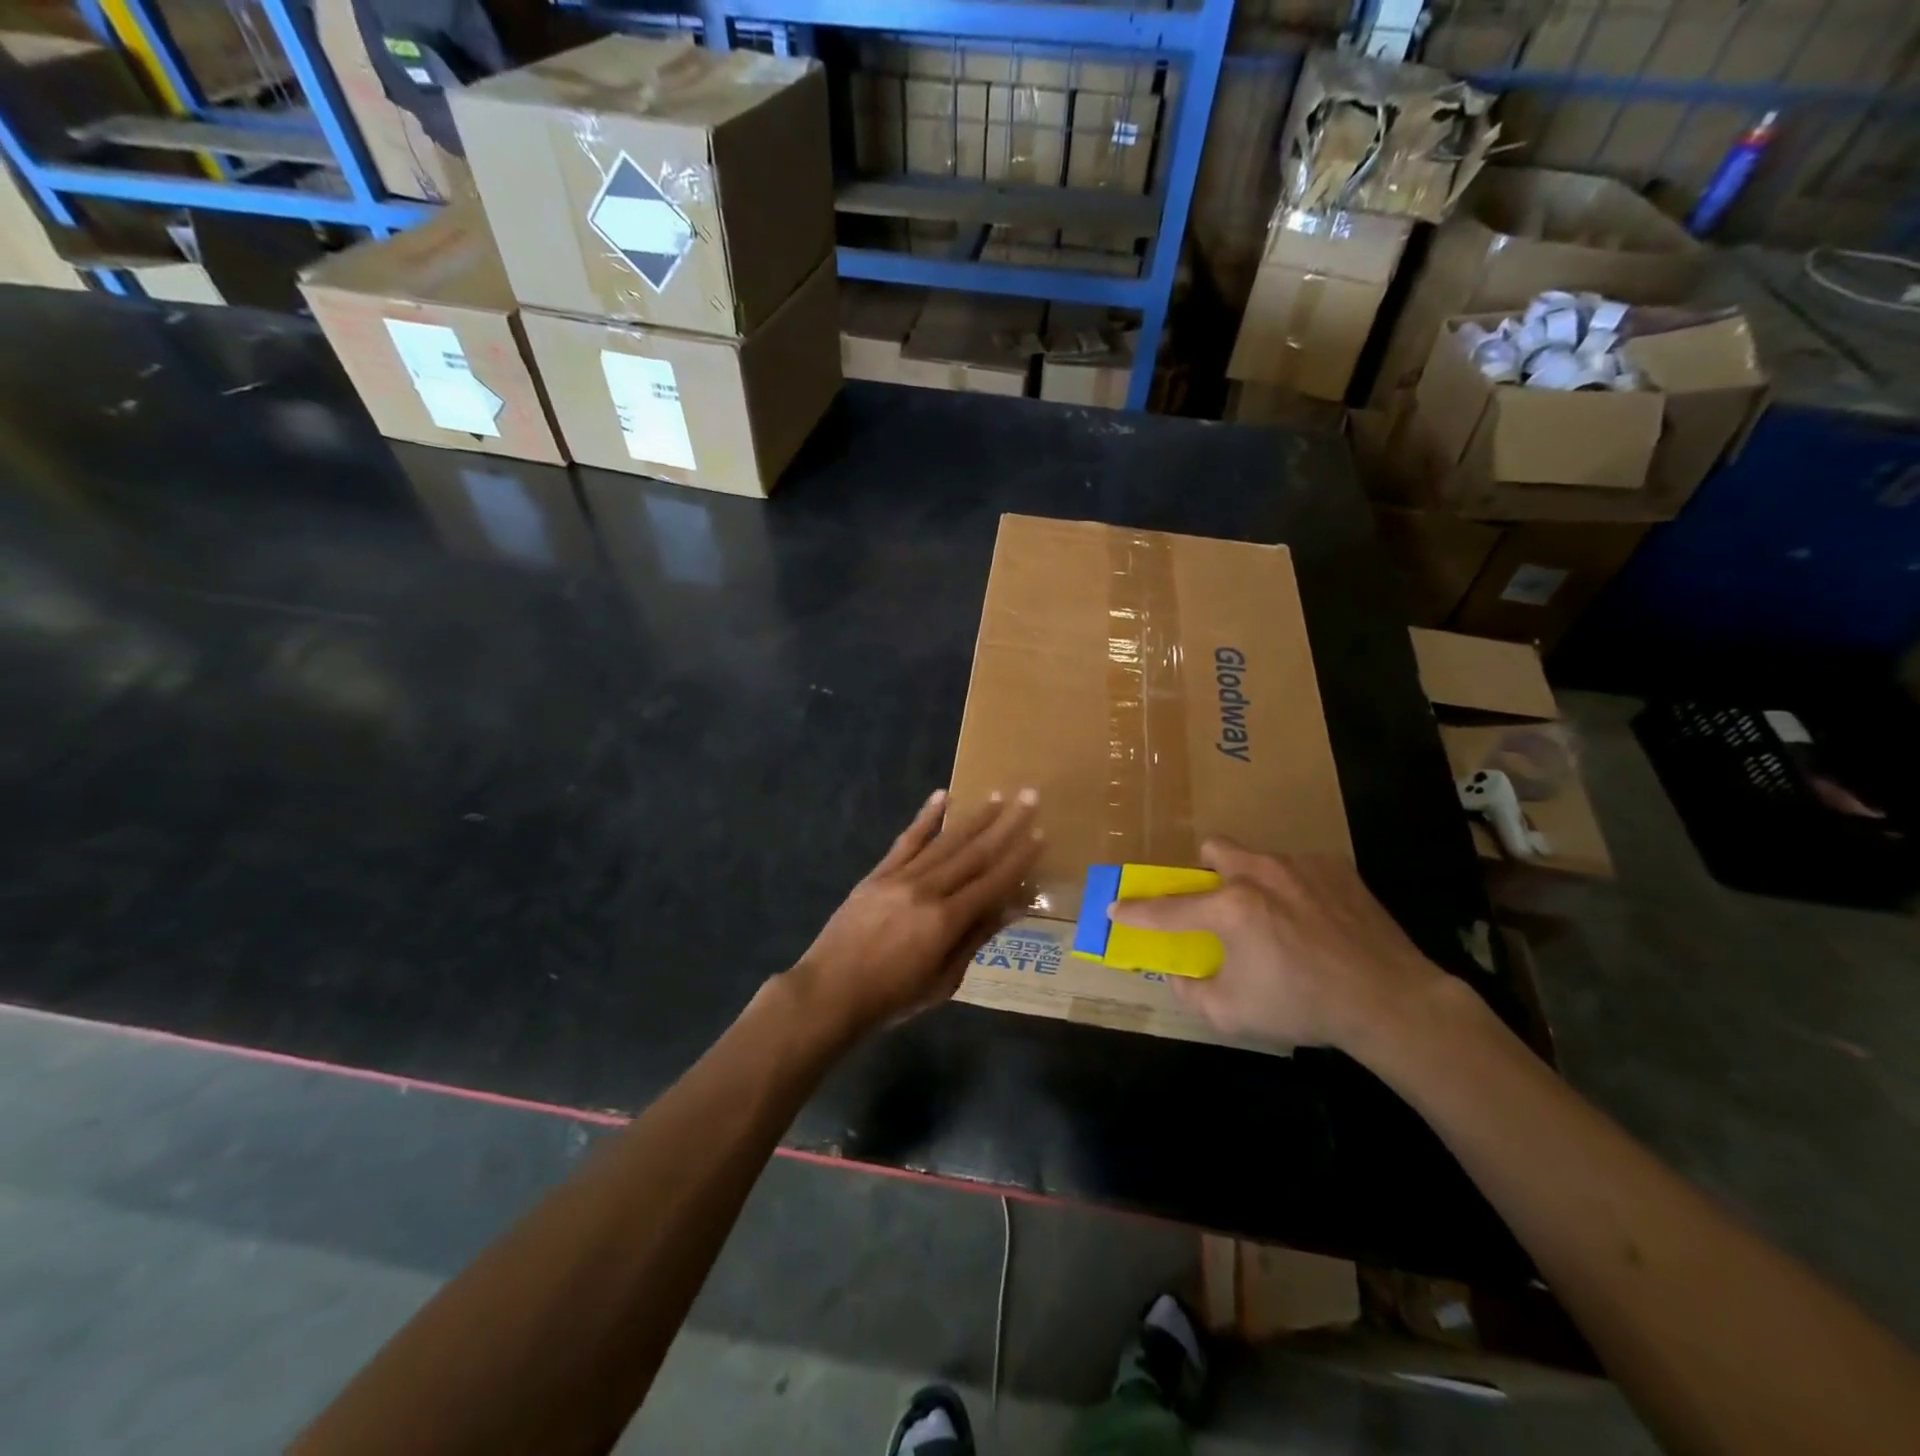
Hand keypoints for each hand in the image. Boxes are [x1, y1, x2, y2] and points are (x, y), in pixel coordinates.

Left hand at [789, 788, 1042, 1038]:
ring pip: (945, 841)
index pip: (993, 882)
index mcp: (946, 921)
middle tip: (1029, 797)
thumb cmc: (893, 997)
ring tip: (998, 795)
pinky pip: (906, 840)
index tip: (1040, 835)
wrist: (831, 991)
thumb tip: (1012, 908)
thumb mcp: (944, 980)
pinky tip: (941, 796)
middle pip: (974, 852)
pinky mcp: (878, 873)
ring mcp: (900, 877)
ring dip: (974, 817)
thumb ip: (976, 938)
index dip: (1019, 859)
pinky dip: (925, 817)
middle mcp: (927, 890)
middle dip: (1006, 824)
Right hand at [1109, 838, 1446, 1051]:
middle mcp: (1258, 873)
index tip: (1115, 908)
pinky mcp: (1335, 867)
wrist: (1390, 999)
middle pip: (1213, 850)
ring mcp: (1299, 865)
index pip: (1167, 907)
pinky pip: (1297, 868)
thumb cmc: (1303, 1006)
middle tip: (1215, 904)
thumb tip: (1179, 974)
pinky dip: (1291, 889)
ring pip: (1256, 857)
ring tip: (1272, 917)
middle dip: (1203, 872)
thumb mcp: (1232, 1013)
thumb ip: (1192, 991)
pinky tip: (1312, 921)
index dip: (1135, 910)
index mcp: (1229, 908)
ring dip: (1249, 881)